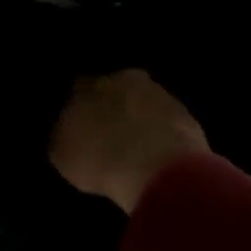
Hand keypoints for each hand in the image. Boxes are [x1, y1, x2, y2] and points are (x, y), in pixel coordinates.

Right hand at [50, 69, 209, 214]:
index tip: (80, 125)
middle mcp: (125, 80)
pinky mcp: (187, 116)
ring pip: (145, 103)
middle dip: (113, 107)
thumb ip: (64, 134)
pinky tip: (157, 157)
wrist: (156, 170)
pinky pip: (168, 123)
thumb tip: (68, 129)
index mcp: (89, 84)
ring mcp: (160, 95)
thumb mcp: (62, 153)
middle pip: (116, 90)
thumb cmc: (99, 159)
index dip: (80, 106)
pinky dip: (162, 135)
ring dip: (140, 120)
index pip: (79, 87)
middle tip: (109, 134)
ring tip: (135, 149)